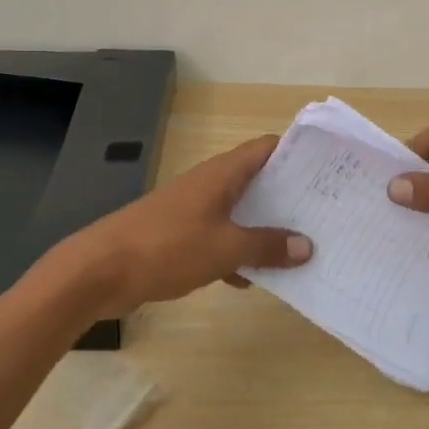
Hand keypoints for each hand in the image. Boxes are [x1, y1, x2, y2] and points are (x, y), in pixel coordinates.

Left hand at [66, 135, 312, 317]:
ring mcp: (194, 210)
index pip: (267, 148)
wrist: (100, 271)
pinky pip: (220, 239)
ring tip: (303, 246)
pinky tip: (254, 280)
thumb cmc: (167, 247)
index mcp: (223, 174)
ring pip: (240, 212)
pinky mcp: (181, 236)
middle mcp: (210, 185)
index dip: (297, 153)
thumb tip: (307, 245)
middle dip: (289, 196)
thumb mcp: (225, 248)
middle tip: (326, 212)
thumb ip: (267, 246)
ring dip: (265, 228)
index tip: (328, 168)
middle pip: (258, 180)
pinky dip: (238, 254)